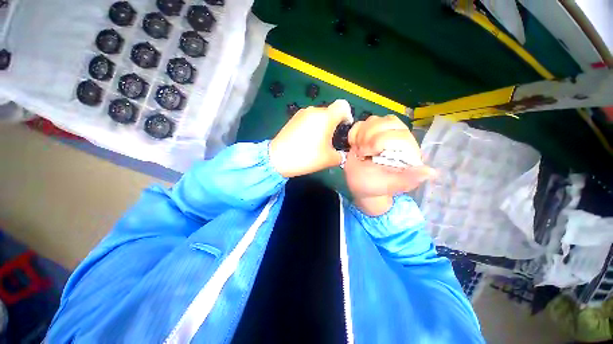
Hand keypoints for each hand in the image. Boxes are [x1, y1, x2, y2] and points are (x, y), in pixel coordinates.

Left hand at [269, 100, 352, 177]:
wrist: (278, 158)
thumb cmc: (306, 157)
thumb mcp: (329, 159)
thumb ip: (341, 155)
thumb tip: (342, 154)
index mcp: (326, 117)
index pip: (343, 106)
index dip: (347, 115)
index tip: (344, 129)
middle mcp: (314, 111)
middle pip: (330, 112)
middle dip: (334, 124)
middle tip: (330, 140)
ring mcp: (301, 113)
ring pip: (319, 116)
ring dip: (322, 126)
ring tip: (317, 142)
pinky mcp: (293, 119)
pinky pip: (308, 119)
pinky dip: (312, 126)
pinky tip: (306, 140)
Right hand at [344, 115, 436, 214]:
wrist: (358, 185)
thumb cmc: (374, 186)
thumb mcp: (390, 185)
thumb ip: (407, 179)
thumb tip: (431, 172)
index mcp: (407, 151)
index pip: (400, 134)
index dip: (380, 141)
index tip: (368, 155)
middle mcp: (397, 139)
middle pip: (388, 121)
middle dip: (369, 137)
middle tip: (362, 153)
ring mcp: (381, 133)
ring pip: (374, 120)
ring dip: (361, 135)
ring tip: (359, 150)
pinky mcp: (368, 133)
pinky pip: (361, 123)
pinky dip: (354, 133)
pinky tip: (354, 145)